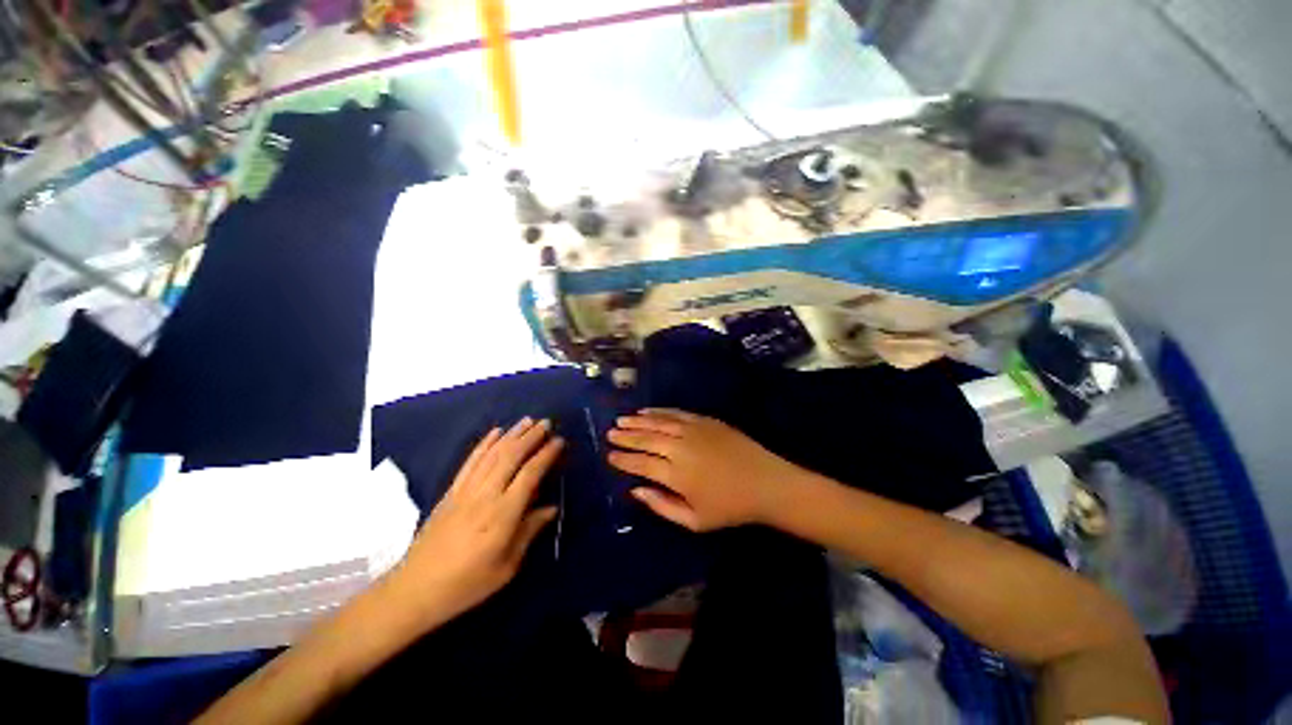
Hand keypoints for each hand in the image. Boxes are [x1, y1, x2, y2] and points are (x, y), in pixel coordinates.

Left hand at [392, 418, 560, 624]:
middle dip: (531, 436)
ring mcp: (465, 491)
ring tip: (527, 420)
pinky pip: (470, 461)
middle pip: (511, 456)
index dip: (546, 455)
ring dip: (511, 434)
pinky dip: (484, 443)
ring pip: (492, 454)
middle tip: (546, 422)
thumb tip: (551, 508)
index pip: (530, 474)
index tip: (559, 441)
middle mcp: (485, 495)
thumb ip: (529, 532)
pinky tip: (495, 432)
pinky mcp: (450, 492)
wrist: (415, 590)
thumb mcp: (507, 567)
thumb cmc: (467, 584)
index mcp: (503, 515)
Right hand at [607, 409, 804, 531]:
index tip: (609, 456)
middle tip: (610, 433)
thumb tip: (636, 490)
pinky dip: (659, 412)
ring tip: (621, 420)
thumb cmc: (730, 507)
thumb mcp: (694, 521)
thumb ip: (662, 505)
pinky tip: (647, 411)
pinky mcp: (704, 420)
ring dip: (637, 421)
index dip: (623, 459)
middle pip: (646, 439)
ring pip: (658, 423)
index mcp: (676, 475)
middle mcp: (680, 448)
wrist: (765, 482)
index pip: (641, 464)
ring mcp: (693, 431)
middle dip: (625, 437)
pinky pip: (676, 413)